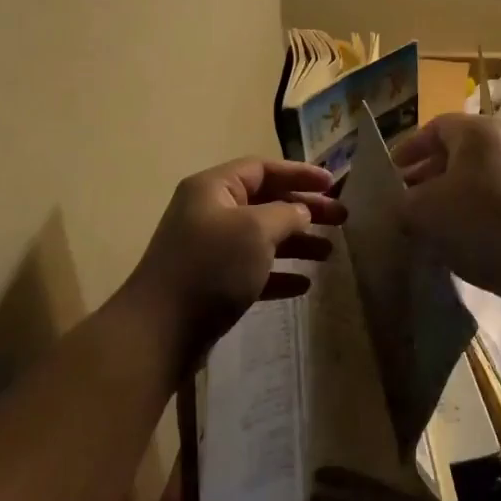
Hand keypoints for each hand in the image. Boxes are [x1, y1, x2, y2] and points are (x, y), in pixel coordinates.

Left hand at [126, 157, 344, 357]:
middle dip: (304, 210)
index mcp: (214, 188)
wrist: (159, 332)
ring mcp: (210, 250)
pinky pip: (253, 270)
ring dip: (296, 242)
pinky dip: (278, 273)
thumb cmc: (210, 267)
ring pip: (262, 237)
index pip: (263, 168)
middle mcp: (210, 212)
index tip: (332, 184)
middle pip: (266, 202)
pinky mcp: (212, 284)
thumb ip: (286, 214)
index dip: (299, 174)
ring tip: (329, 253)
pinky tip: (304, 285)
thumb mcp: (256, 230)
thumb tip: (300, 212)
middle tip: (341, 219)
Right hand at [393, 114, 500, 301]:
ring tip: (426, 226)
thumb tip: (401, 205)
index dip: (407, 150)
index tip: (390, 175)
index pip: (434, 127)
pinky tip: (457, 242)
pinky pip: (493, 201)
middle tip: (403, 201)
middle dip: (425, 176)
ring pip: (474, 179)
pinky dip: (471, 214)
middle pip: (455, 153)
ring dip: (447, 199)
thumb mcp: (423, 211)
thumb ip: (401, 202)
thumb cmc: (480, 221)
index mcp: (477, 131)